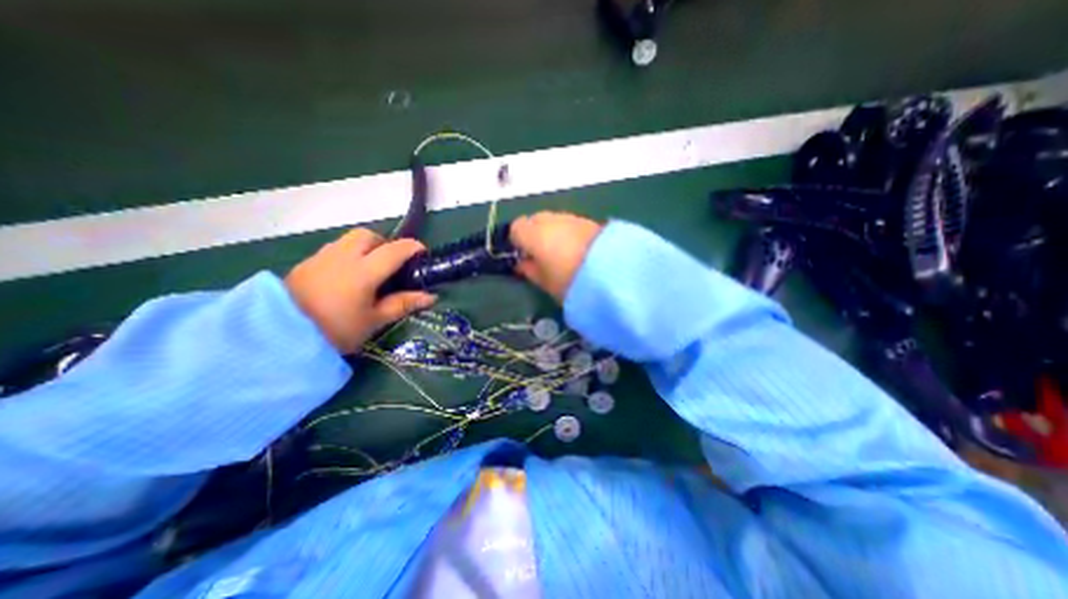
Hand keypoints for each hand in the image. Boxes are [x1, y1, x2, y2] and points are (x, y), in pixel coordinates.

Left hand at [287, 227, 434, 350]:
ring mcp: (322, 257)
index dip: (412, 247)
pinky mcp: (307, 263)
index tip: (422, 253)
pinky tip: (346, 276)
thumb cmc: (336, 330)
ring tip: (369, 270)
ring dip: (365, 247)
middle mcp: (343, 257)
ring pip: (349, 239)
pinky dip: (348, 254)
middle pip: (368, 235)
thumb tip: (431, 296)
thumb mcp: (374, 320)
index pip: (394, 250)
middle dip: (385, 243)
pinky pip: (334, 249)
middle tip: (391, 263)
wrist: (279, 337)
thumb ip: (402, 304)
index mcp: (363, 272)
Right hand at [507, 209, 599, 304]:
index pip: (516, 228)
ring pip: (553, 220)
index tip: (525, 256)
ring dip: (553, 232)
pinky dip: (568, 233)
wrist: (612, 272)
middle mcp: (550, 220)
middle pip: (534, 220)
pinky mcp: (589, 220)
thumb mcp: (545, 283)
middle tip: (542, 255)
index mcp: (534, 234)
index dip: (518, 241)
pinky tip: (577, 249)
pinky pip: (570, 223)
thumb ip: (530, 270)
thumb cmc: (570, 281)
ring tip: (562, 253)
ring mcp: (571, 218)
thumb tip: (522, 264)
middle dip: (535, 234)